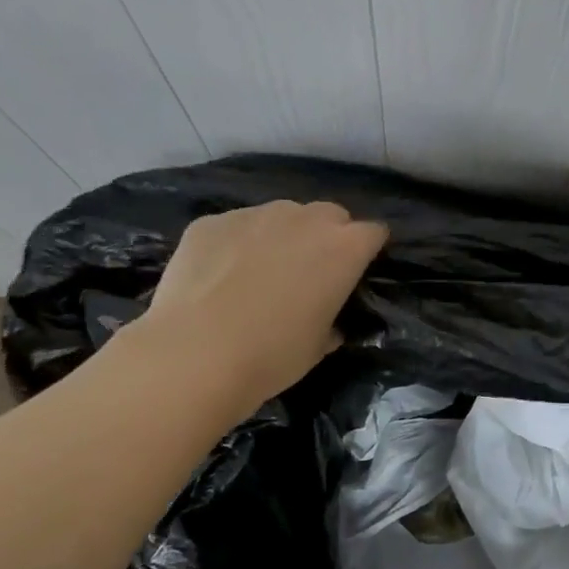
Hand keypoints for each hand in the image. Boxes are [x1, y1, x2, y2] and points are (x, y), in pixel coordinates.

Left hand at [136, 200, 388, 406]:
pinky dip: (237, 244)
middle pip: (330, 215)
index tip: (357, 273)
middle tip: (310, 273)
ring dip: (282, 236)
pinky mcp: (211, 222)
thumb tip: (328, 323)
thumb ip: (332, 321)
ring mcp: (255, 214)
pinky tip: (219, 276)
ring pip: (281, 216)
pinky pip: (236, 227)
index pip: (373, 233)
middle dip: (327, 236)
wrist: (195, 354)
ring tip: (260, 273)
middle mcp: (305, 219)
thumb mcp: (319, 346)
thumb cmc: (273, 355)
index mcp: (344, 248)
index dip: (368, 251)